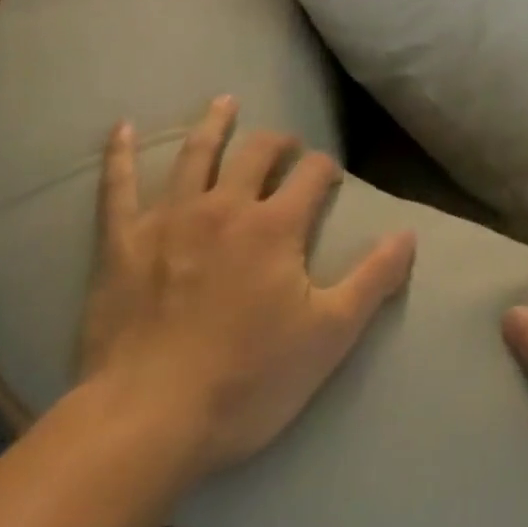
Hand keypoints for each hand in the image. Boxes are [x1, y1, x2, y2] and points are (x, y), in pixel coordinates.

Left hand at [78, 95, 416, 484]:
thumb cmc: (246, 381)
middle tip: (286, 145)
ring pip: (197, 154)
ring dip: (215, 125)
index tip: (328, 177)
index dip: (325, 168)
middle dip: (278, 142)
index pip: (311, 173)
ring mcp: (171, 220)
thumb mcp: (328, 337)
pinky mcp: (123, 243)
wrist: (145, 423)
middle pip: (257, 152)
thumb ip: (373, 279)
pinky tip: (122, 128)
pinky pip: (118, 189)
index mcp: (276, 225)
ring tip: (225, 102)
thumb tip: (409, 233)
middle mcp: (226, 206)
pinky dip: (120, 156)